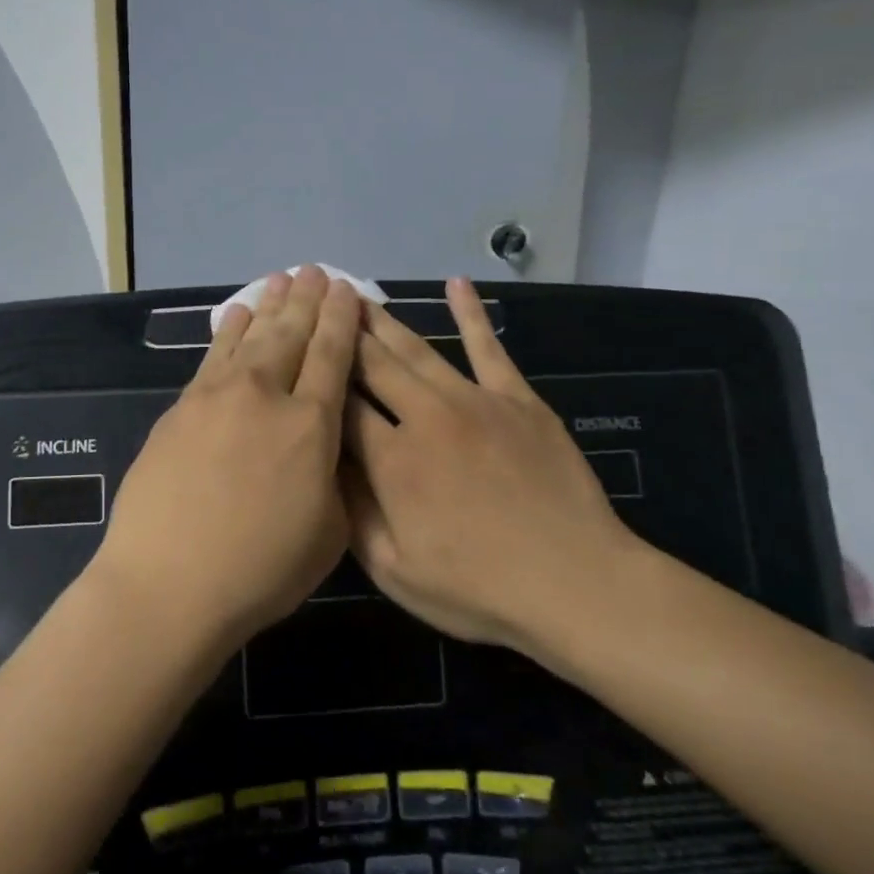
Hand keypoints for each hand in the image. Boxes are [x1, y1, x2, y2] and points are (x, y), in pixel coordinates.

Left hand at [95, 267, 361, 648]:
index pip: (333, 355)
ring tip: (282, 279)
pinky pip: (213, 356)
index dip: (342, 318)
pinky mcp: (181, 408)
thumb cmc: (261, 569)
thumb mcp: (330, 532)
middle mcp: (266, 395)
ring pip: (251, 336)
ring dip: (269, 305)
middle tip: (317, 271)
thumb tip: (324, 445)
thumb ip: (334, 476)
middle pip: (292, 334)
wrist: (169, 583)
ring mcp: (217, 396)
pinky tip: (236, 315)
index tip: (347, 289)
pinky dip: (229, 330)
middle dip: (309, 299)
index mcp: (311, 425)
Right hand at [342, 278, 644, 664]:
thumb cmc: (479, 589)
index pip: (341, 405)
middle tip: (319, 303)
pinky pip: (489, 347)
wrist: (576, 583)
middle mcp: (425, 416)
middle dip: (342, 334)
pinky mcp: (518, 398)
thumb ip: (352, 513)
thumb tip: (323, 464)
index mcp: (391, 460)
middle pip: (372, 364)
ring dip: (385, 320)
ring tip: (358, 294)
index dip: (318, 379)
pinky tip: (455, 283)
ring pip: (418, 349)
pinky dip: (471, 313)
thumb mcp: (395, 572)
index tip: (298, 353)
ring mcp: (475, 400)